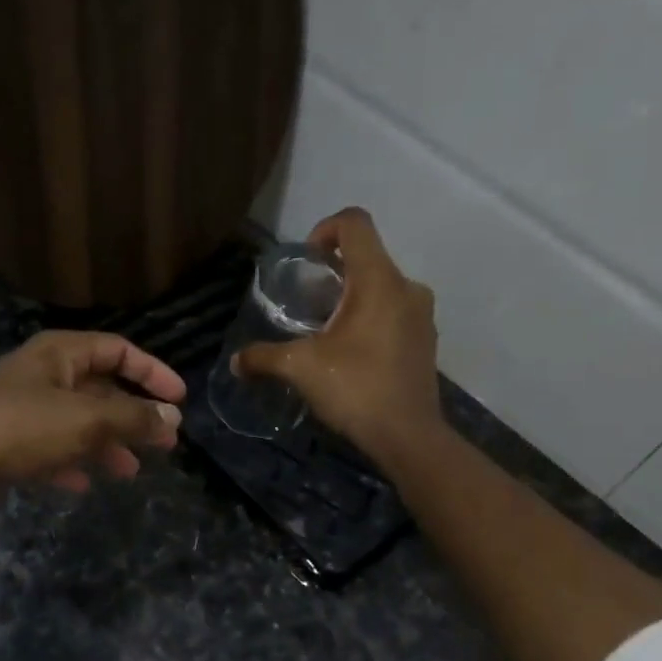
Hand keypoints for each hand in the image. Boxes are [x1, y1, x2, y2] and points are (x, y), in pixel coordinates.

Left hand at [0, 331, 185, 507]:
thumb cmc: (20, 428)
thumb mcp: (87, 420)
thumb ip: (133, 418)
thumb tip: (172, 418)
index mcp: (60, 354)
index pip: (118, 350)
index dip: (152, 371)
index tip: (179, 400)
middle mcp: (43, 375)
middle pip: (101, 389)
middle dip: (133, 415)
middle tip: (164, 442)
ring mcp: (24, 410)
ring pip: (79, 423)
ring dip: (107, 444)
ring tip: (131, 471)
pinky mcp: (9, 443)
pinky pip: (52, 449)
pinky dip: (71, 463)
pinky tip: (83, 485)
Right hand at [235, 208, 440, 457]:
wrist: (408, 436)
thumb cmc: (356, 389)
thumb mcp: (300, 369)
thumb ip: (264, 358)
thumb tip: (236, 362)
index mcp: (379, 280)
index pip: (355, 223)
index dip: (325, 229)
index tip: (307, 261)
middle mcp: (407, 288)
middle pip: (367, 257)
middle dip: (334, 273)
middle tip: (307, 304)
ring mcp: (422, 315)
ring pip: (382, 287)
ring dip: (353, 299)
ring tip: (326, 331)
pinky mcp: (426, 341)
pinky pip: (395, 312)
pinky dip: (371, 320)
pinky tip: (351, 354)